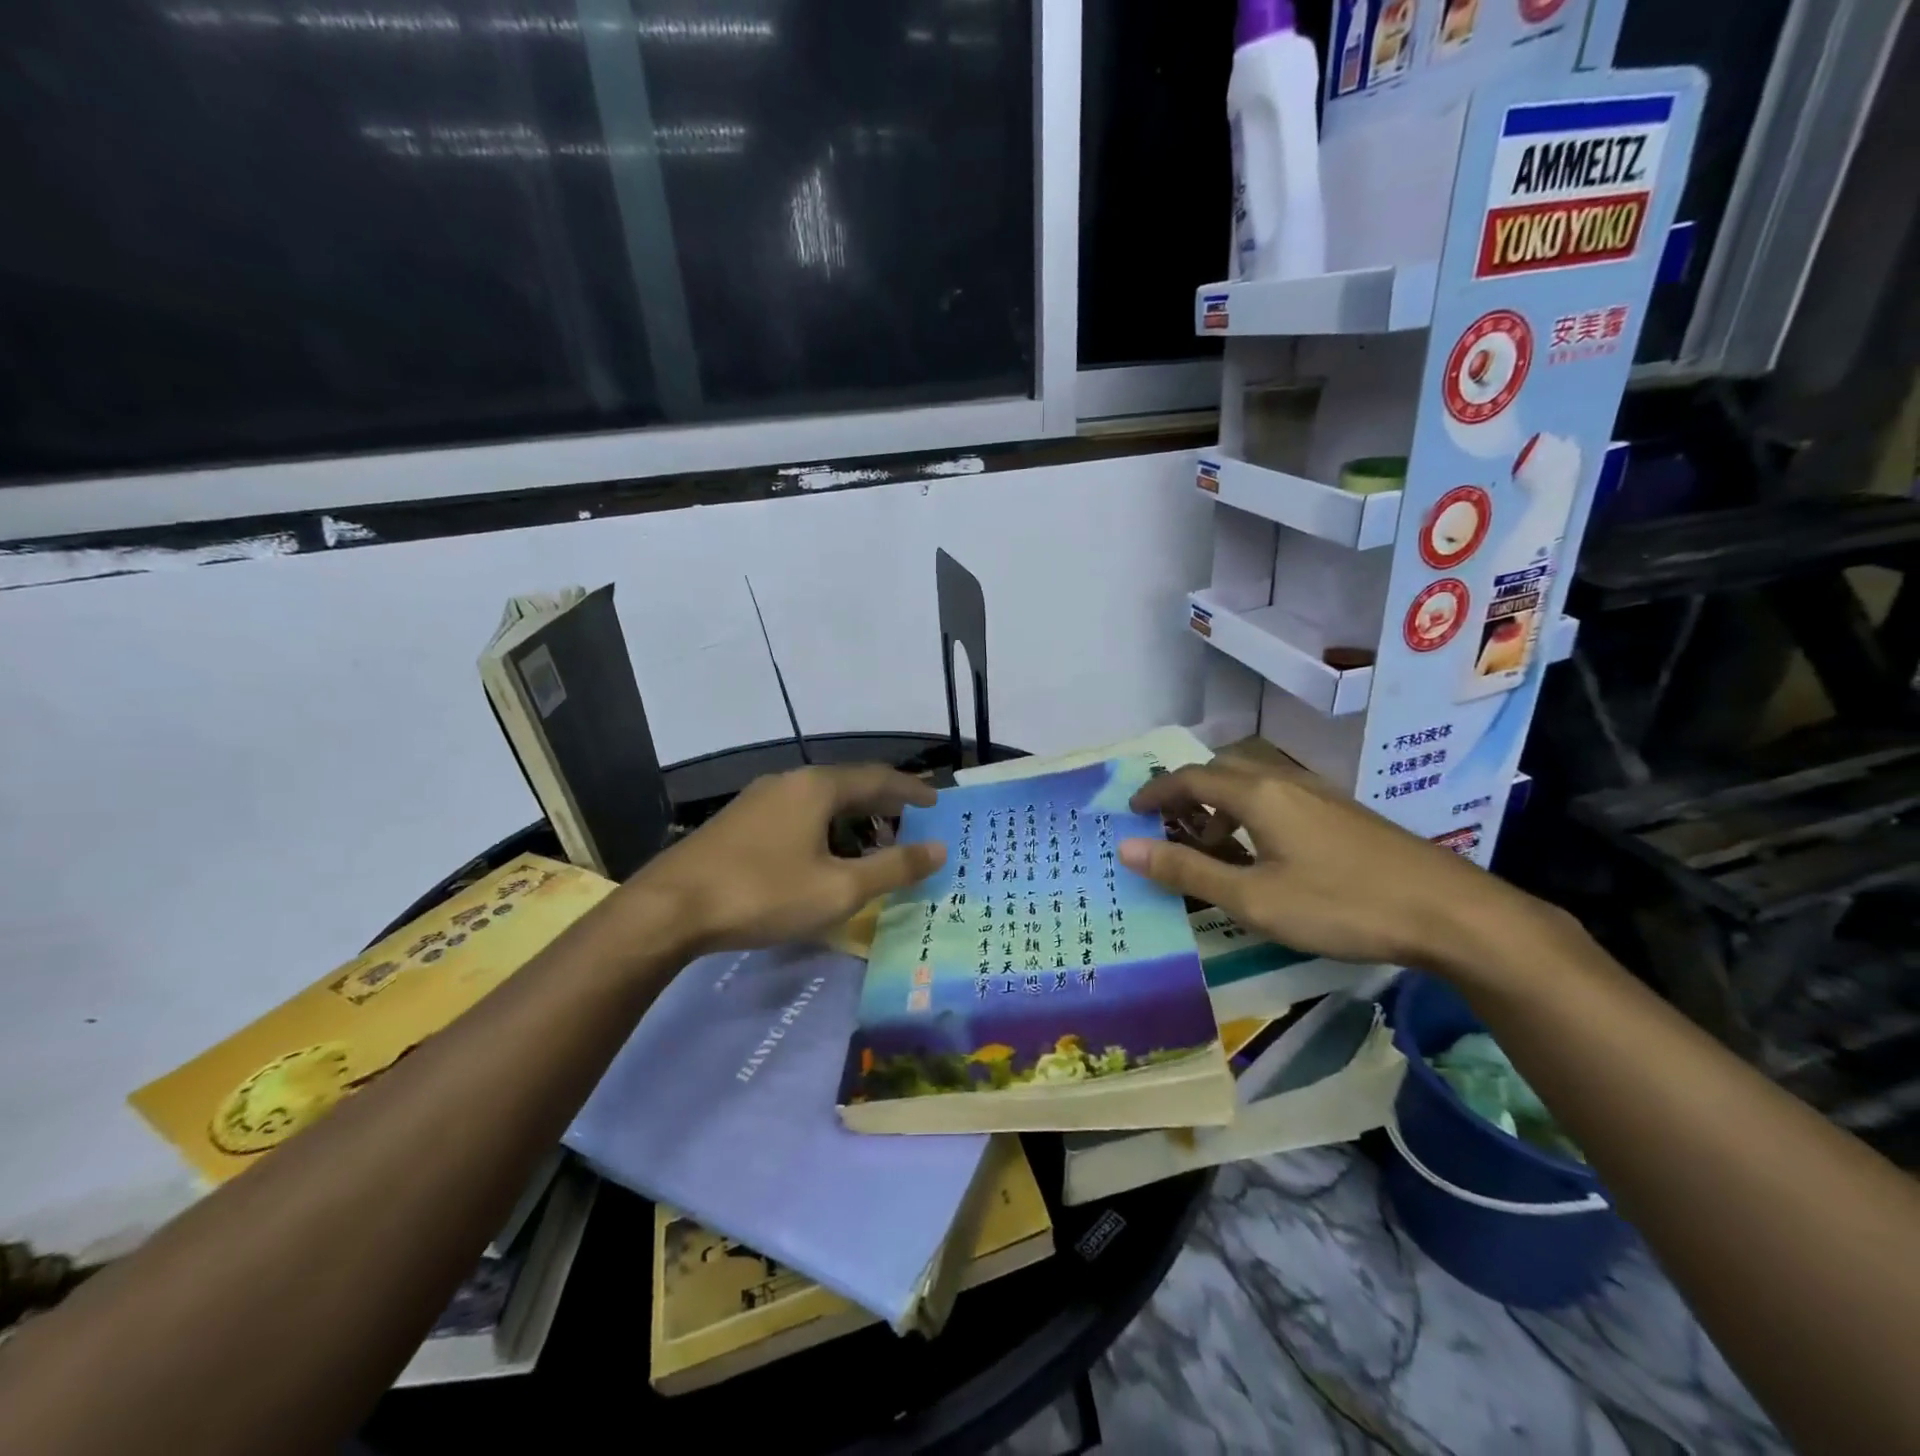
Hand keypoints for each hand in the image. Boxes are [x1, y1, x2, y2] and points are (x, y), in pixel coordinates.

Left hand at [633, 765, 945, 954]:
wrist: (670, 908)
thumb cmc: (764, 893)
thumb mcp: (839, 888)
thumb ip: (893, 867)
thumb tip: (939, 850)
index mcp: (817, 787)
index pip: (878, 777)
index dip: (911, 790)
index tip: (937, 803)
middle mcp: (789, 781)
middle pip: (849, 785)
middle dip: (883, 804)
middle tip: (911, 824)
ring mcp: (759, 799)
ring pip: (820, 801)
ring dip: (852, 818)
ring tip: (872, 844)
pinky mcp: (738, 821)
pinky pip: (797, 814)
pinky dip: (824, 827)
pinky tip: (822, 856)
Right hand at [1120, 761, 1536, 970]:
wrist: (1451, 913)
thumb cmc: (1341, 905)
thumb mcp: (1254, 899)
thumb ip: (1188, 872)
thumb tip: (1127, 849)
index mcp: (1258, 794)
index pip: (1191, 778)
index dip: (1155, 791)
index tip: (1130, 810)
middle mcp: (1286, 781)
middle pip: (1222, 770)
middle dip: (1188, 792)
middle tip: (1168, 826)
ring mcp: (1320, 794)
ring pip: (1254, 783)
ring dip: (1221, 805)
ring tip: (1212, 847)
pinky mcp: (1343, 812)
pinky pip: (1279, 797)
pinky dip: (1252, 813)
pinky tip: (1264, 853)